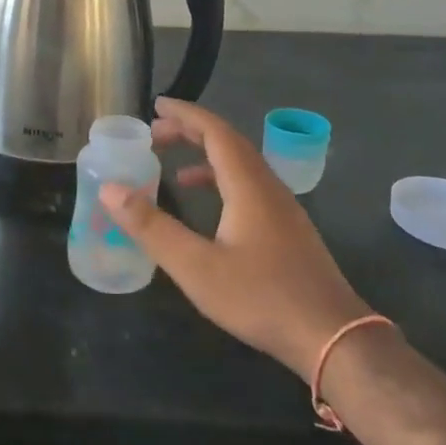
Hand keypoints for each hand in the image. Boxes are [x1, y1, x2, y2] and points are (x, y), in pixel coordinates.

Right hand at [100, 97, 371, 383]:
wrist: (334, 338)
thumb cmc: (261, 298)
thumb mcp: (195, 266)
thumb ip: (151, 227)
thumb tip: (110, 188)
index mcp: (248, 185)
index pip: (215, 132)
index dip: (185, 114)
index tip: (156, 105)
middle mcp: (268, 187)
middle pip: (229, 143)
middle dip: (191, 131)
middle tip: (155, 134)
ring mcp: (283, 209)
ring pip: (242, 165)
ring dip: (206, 156)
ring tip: (172, 167)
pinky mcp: (289, 230)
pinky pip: (250, 186)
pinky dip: (222, 181)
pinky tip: (208, 207)